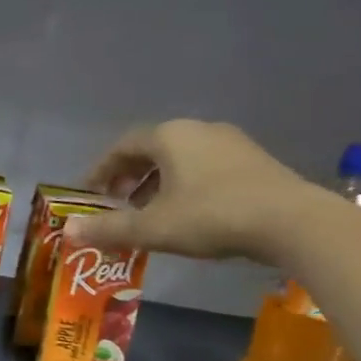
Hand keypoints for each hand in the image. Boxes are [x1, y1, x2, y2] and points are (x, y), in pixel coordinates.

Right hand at [64, 119, 320, 262]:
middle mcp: (198, 130)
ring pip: (179, 159)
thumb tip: (68, 231)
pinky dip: (184, 185)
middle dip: (128, 176)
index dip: (101, 170)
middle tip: (115, 203)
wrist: (292, 222)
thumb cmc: (211, 216)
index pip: (122, 146)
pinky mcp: (253, 161)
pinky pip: (204, 167)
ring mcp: (231, 143)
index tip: (90, 195)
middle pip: (151, 149)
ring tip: (147, 212)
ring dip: (156, 183)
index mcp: (169, 136)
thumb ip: (108, 228)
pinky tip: (185, 213)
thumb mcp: (151, 228)